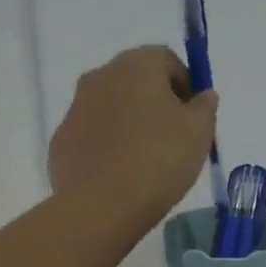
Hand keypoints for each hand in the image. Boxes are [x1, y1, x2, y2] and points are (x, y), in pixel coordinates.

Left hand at [48, 46, 217, 229]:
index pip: (166, 60)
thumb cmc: (158, 160)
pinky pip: (91, 136)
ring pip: (110, 108)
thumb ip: (204, 107)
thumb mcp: (199, 133)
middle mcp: (100, 76)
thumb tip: (202, 96)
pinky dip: (105, 147)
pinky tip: (118, 175)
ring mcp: (75, 109)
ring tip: (144, 161)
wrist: (101, 206)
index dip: (185, 85)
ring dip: (128, 124)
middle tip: (172, 138)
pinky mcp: (60, 141)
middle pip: (135, 81)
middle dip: (155, 103)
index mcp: (136, 65)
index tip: (194, 116)